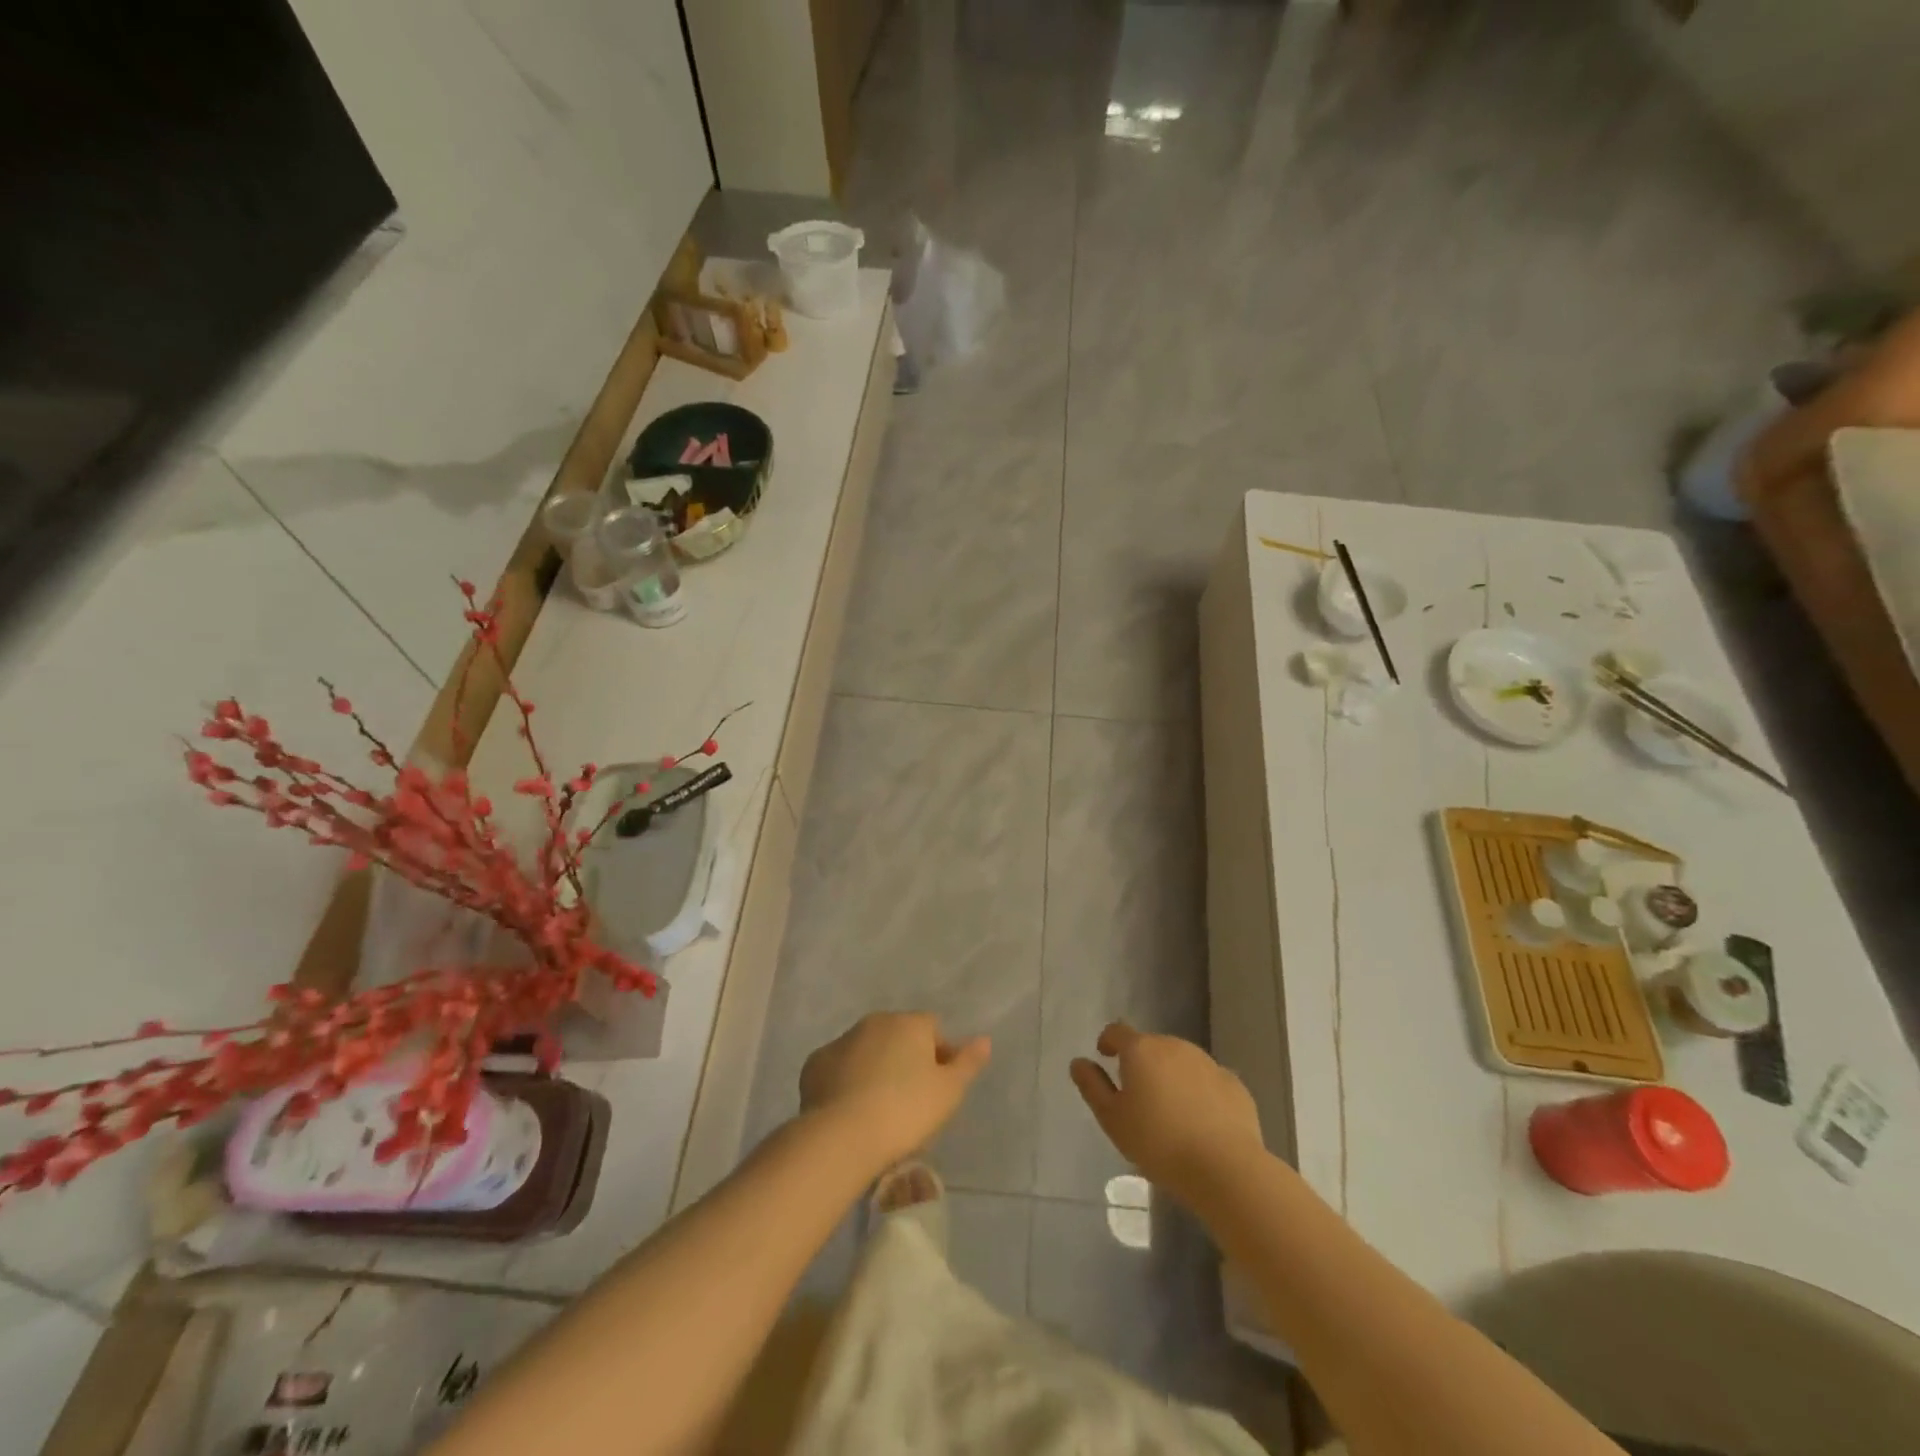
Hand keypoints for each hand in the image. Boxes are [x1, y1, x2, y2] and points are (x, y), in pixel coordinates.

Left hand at [799, 1013, 990, 1172]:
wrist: (842, 1136)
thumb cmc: (905, 1112)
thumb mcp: (949, 1092)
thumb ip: (968, 1062)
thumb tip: (984, 1039)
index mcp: (910, 1023)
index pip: (933, 1029)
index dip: (940, 1055)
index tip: (940, 1088)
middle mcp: (875, 1022)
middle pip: (899, 1036)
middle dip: (906, 1059)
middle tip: (910, 1101)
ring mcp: (842, 1041)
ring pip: (867, 1050)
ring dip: (875, 1068)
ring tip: (878, 1110)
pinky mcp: (815, 1064)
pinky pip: (839, 1068)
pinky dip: (846, 1081)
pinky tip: (849, 1110)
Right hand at [1071, 1022, 1263, 1200]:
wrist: (1224, 1168)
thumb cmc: (1158, 1143)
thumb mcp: (1112, 1119)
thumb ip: (1092, 1086)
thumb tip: (1079, 1062)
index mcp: (1141, 1050)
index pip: (1117, 1031)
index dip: (1108, 1041)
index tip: (1105, 1056)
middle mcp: (1174, 1045)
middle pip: (1151, 1046)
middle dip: (1142, 1063)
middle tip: (1138, 1097)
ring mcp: (1207, 1062)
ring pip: (1181, 1062)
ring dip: (1171, 1076)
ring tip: (1170, 1112)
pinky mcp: (1233, 1084)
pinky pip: (1208, 1081)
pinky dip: (1199, 1092)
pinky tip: (1200, 1121)